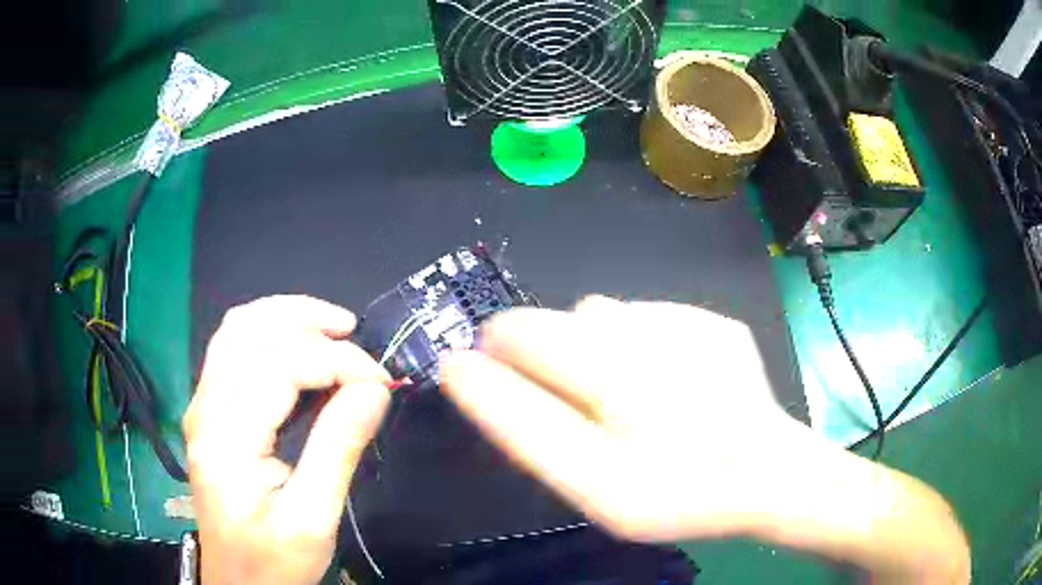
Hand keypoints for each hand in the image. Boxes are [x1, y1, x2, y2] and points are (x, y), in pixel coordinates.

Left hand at [183, 296, 390, 584]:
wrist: (238, 582)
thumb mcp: (313, 518)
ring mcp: (202, 407)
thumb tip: (375, 389)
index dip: (335, 360)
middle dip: (308, 320)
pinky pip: (232, 349)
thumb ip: (339, 448)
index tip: (380, 379)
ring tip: (331, 329)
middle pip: (249, 330)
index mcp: (226, 439)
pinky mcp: (208, 412)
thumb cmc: (274, 561)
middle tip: (355, 335)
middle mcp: (205, 410)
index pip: (279, 365)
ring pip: (237, 330)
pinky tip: (297, 349)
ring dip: (285, 317)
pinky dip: (269, 334)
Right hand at [440, 296, 970, 582]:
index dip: (492, 356)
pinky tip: (669, 389)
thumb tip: (462, 367)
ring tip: (626, 403)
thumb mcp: (590, 483)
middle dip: (545, 362)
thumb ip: (521, 422)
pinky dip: (639, 348)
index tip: (489, 378)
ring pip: (603, 319)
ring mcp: (684, 318)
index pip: (513, 335)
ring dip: (594, 354)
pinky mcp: (713, 320)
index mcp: (607, 368)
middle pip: (555, 322)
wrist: (769, 476)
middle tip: (578, 412)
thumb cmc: (680, 493)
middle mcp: (642, 329)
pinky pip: (647, 320)